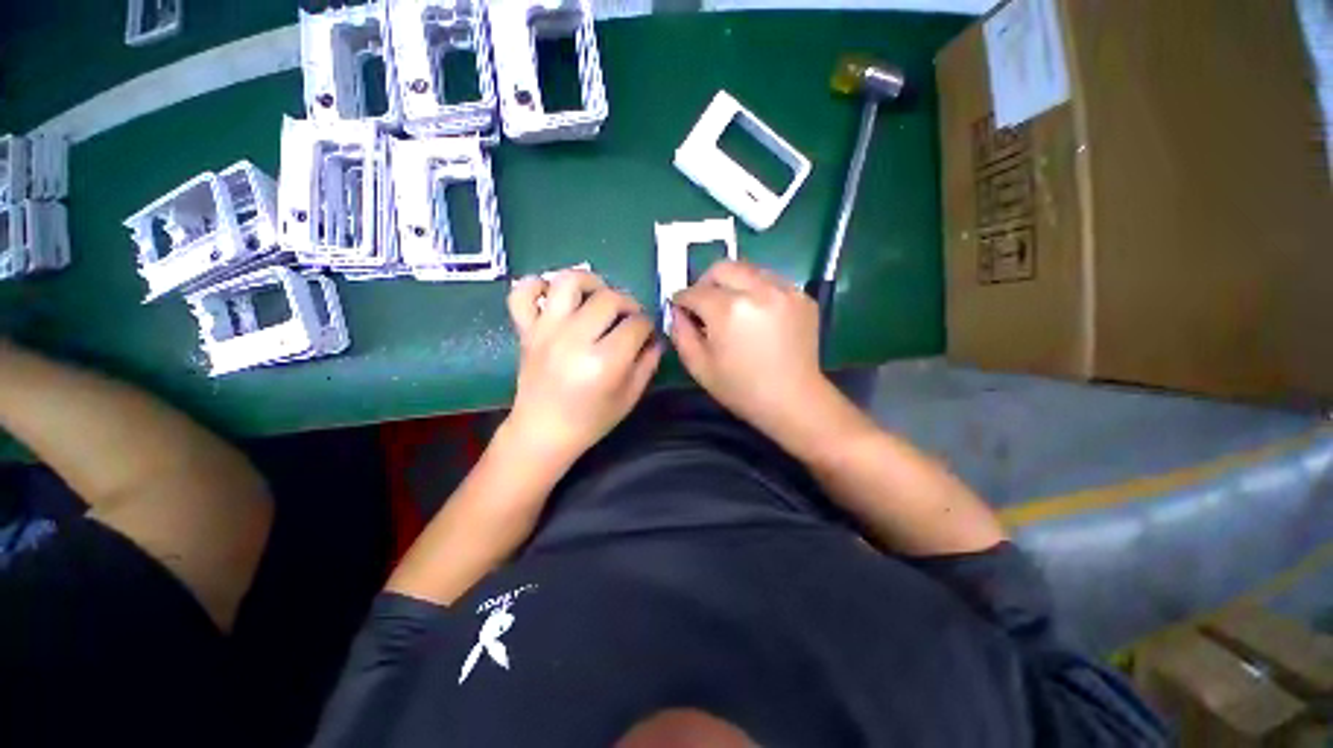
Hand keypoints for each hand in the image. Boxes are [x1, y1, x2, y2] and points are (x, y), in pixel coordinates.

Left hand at [506, 269, 661, 465]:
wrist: (543, 432)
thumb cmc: (591, 420)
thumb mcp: (630, 397)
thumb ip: (648, 363)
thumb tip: (655, 337)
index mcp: (604, 362)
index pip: (637, 324)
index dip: (648, 325)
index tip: (647, 333)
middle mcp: (574, 339)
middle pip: (609, 298)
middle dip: (628, 303)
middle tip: (628, 317)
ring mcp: (546, 331)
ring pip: (568, 282)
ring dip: (589, 282)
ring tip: (597, 296)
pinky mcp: (525, 330)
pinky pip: (521, 293)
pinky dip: (535, 285)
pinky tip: (553, 296)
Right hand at [670, 260, 837, 441]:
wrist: (794, 401)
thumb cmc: (742, 389)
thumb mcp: (700, 367)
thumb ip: (681, 333)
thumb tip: (677, 311)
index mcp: (728, 310)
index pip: (694, 291)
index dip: (681, 300)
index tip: (681, 308)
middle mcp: (757, 290)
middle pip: (722, 267)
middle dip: (706, 282)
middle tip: (704, 303)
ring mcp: (784, 290)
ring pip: (749, 270)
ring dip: (733, 283)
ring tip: (732, 308)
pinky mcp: (802, 297)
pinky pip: (771, 282)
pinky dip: (758, 291)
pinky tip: (758, 315)